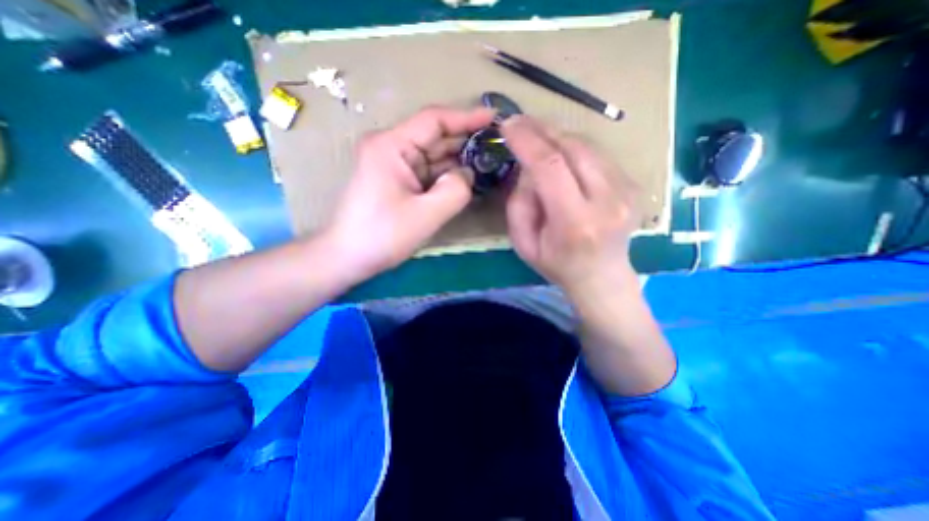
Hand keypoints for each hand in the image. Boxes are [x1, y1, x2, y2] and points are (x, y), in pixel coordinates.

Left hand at [320, 105, 496, 284]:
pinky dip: (447, 176)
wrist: (349, 257)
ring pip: (434, 156)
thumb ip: (454, 191)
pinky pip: (428, 172)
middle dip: (466, 141)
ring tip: (489, 162)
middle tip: (497, 147)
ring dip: (459, 160)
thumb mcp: (425, 215)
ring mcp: (395, 165)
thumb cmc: (382, 235)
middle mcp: (392, 148)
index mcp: (392, 146)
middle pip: (435, 137)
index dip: (466, 117)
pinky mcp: (398, 181)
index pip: (434, 120)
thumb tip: (468, 174)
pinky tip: (467, 180)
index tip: (494, 119)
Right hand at [506, 115, 642, 305]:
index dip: (527, 141)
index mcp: (576, 223)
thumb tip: (526, 167)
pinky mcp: (634, 184)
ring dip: (557, 136)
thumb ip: (519, 204)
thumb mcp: (523, 243)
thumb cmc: (557, 264)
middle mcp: (608, 202)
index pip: (551, 167)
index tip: (508, 125)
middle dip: (542, 130)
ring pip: (588, 145)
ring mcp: (627, 191)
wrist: (602, 276)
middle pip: (574, 147)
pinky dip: (574, 148)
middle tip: (519, 123)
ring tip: (537, 137)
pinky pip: (598, 154)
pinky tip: (561, 155)